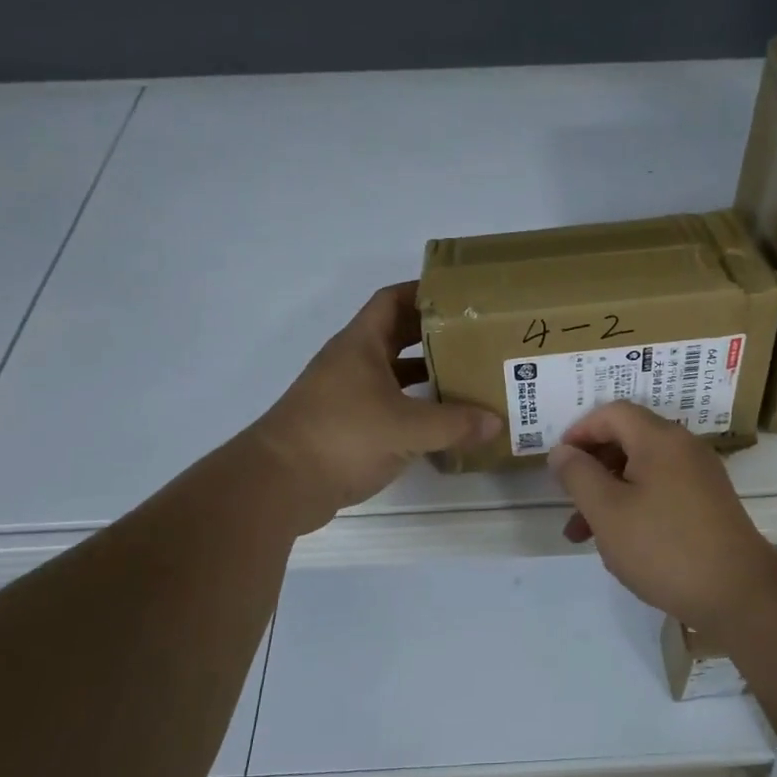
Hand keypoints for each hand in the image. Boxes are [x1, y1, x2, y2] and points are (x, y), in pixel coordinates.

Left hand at [252, 283, 499, 532]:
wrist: (279, 484)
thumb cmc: (342, 437)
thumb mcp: (407, 428)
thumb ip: (454, 424)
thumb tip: (497, 422)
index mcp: (361, 345)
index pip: (392, 300)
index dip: (423, 292)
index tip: (460, 298)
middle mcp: (352, 362)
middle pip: (397, 336)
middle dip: (434, 335)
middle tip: (476, 339)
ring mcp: (346, 394)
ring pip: (393, 373)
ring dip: (425, 374)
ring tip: (467, 378)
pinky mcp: (345, 426)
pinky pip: (388, 405)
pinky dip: (413, 407)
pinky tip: (440, 422)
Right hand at [547, 402, 776, 627]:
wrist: (739, 593)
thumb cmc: (664, 547)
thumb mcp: (607, 511)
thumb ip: (578, 475)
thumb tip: (562, 451)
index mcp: (660, 440)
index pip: (613, 413)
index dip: (580, 431)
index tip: (558, 463)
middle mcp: (684, 449)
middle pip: (628, 440)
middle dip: (592, 468)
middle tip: (568, 500)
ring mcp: (700, 477)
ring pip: (642, 472)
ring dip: (608, 494)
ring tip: (581, 535)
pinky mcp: (708, 505)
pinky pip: (661, 492)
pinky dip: (634, 507)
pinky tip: (620, 544)